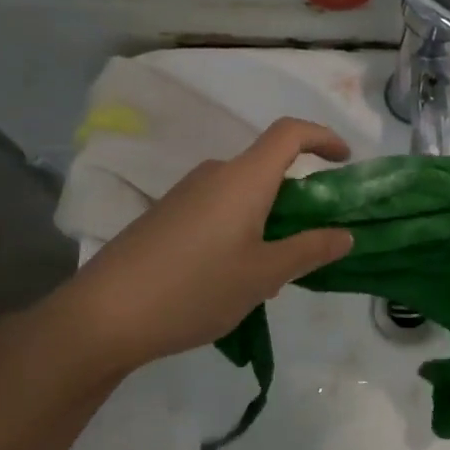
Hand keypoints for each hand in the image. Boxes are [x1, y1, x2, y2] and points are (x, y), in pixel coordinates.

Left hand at [8, 118, 353, 393]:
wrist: (103, 315)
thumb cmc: (195, 288)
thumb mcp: (263, 275)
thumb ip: (309, 250)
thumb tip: (345, 234)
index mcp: (243, 179)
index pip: (290, 133)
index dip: (323, 137)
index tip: (345, 160)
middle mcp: (214, 175)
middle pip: (267, 167)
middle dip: (297, 198)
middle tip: (310, 245)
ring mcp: (185, 194)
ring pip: (242, 194)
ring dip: (268, 220)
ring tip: (269, 274)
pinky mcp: (165, 216)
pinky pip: (217, 210)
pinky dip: (240, 230)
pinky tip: (230, 278)